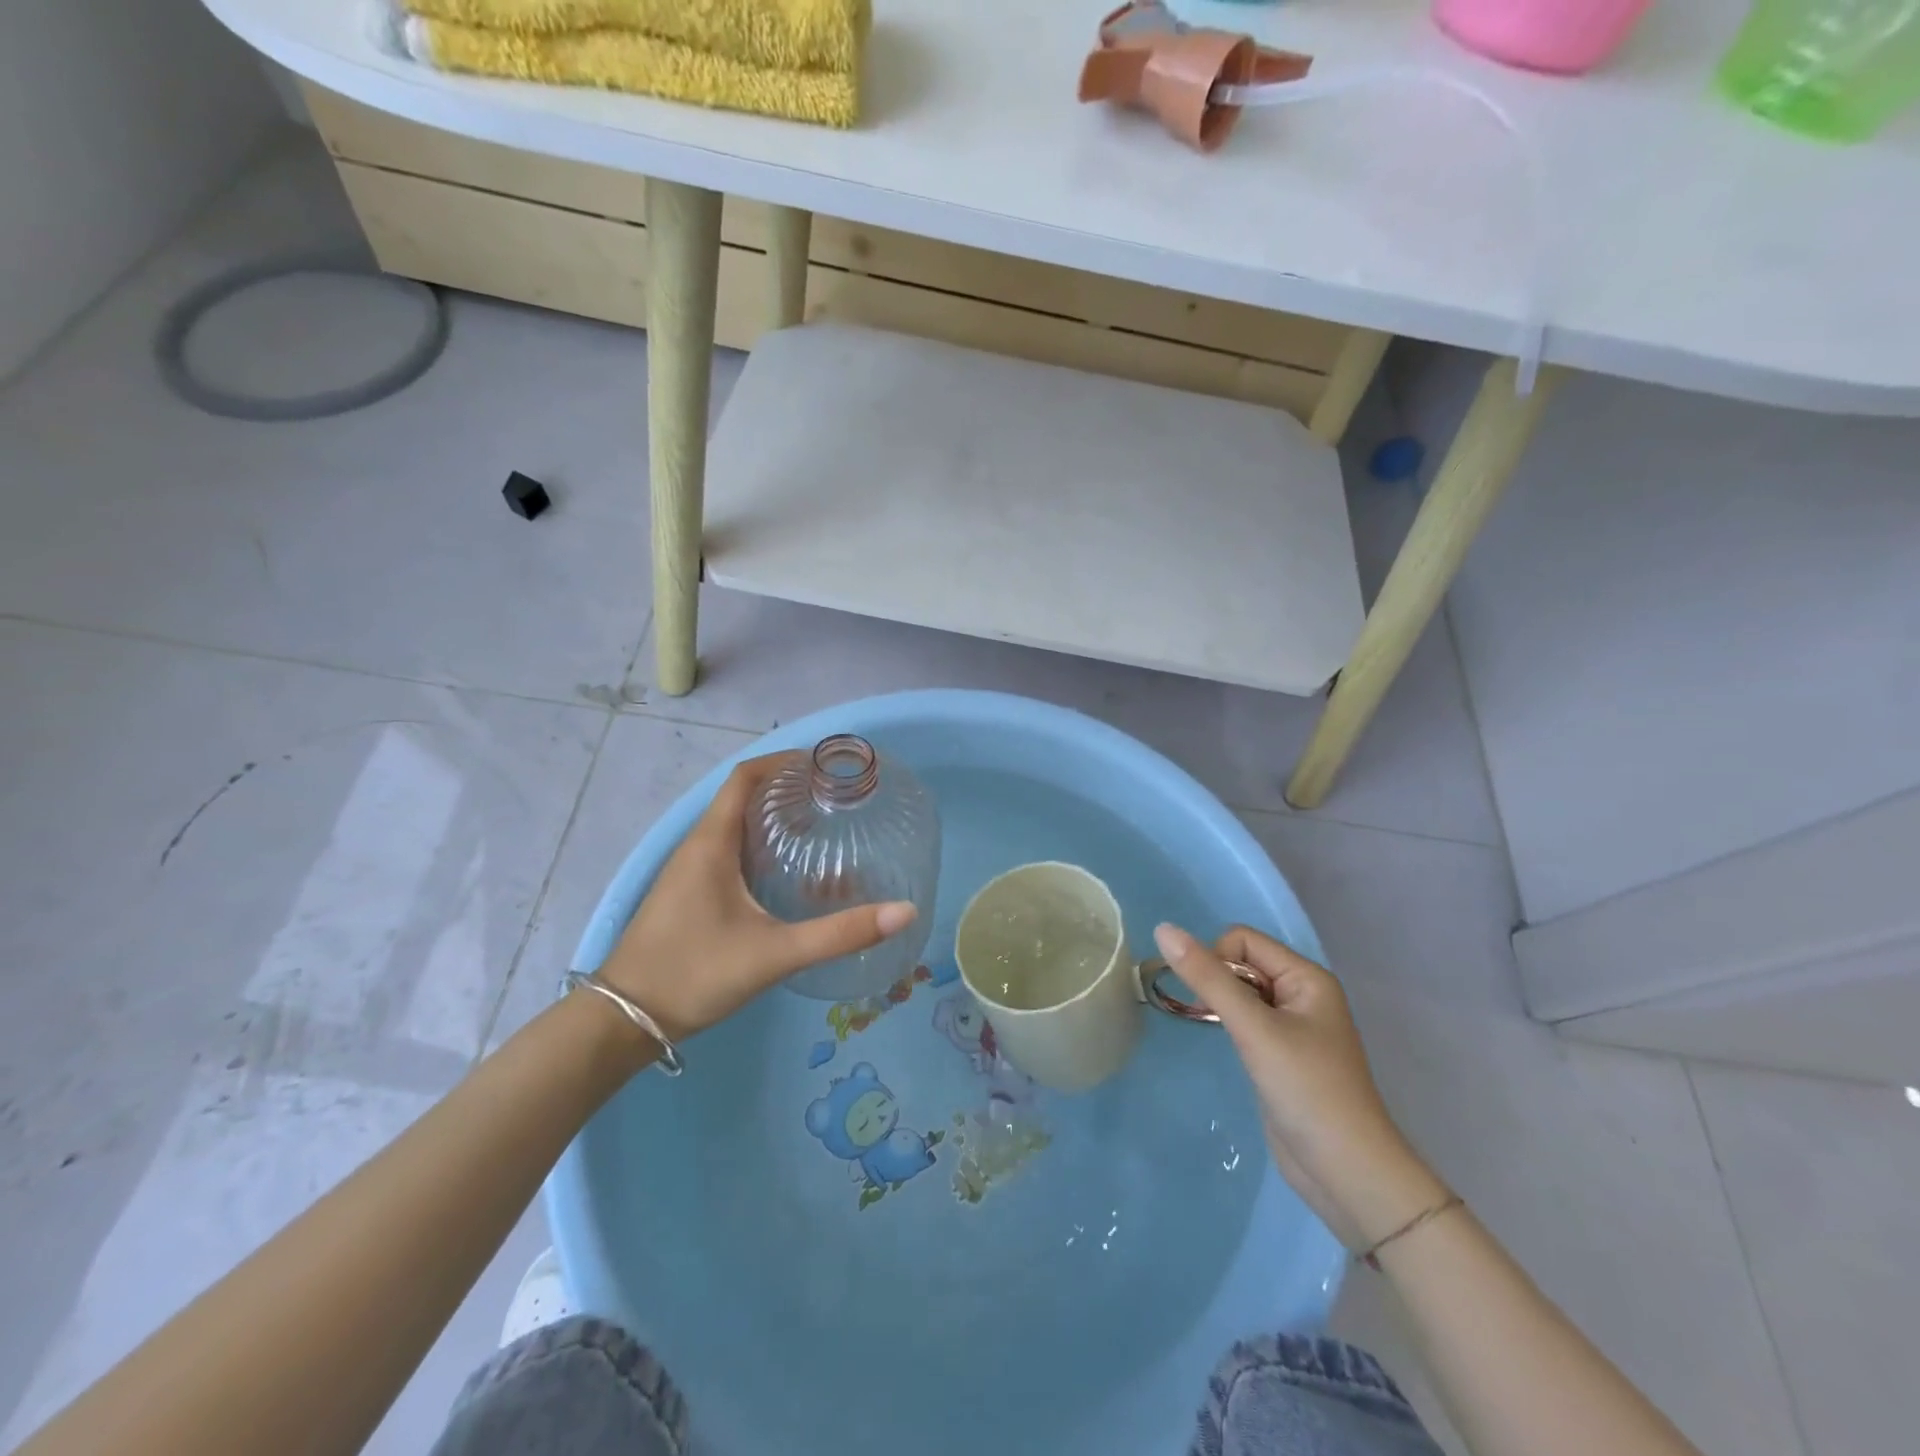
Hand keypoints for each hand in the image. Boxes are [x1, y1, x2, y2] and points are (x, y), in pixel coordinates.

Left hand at [596, 754, 916, 1041]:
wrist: (624, 1021)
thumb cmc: (694, 974)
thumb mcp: (774, 953)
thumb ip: (839, 933)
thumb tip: (904, 911)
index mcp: (711, 842)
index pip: (746, 777)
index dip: (783, 762)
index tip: (825, 766)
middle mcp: (698, 846)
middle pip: (744, 797)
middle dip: (788, 790)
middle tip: (835, 799)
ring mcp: (690, 871)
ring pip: (736, 826)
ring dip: (774, 819)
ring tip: (821, 828)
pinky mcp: (690, 894)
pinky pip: (729, 851)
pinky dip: (761, 846)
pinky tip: (788, 873)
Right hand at [1153, 922, 1448, 1249]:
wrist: (1348, 1175)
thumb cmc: (1308, 1091)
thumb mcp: (1255, 1029)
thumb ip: (1208, 978)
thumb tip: (1163, 929)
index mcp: (1306, 977)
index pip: (1242, 940)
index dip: (1216, 959)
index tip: (1207, 1000)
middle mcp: (1301, 994)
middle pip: (1240, 963)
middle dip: (1216, 982)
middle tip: (1208, 1018)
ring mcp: (1292, 1026)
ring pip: (1240, 992)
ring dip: (1220, 1005)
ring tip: (1220, 1035)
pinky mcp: (1281, 1054)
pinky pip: (1245, 1020)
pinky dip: (1228, 1026)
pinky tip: (1229, 1050)